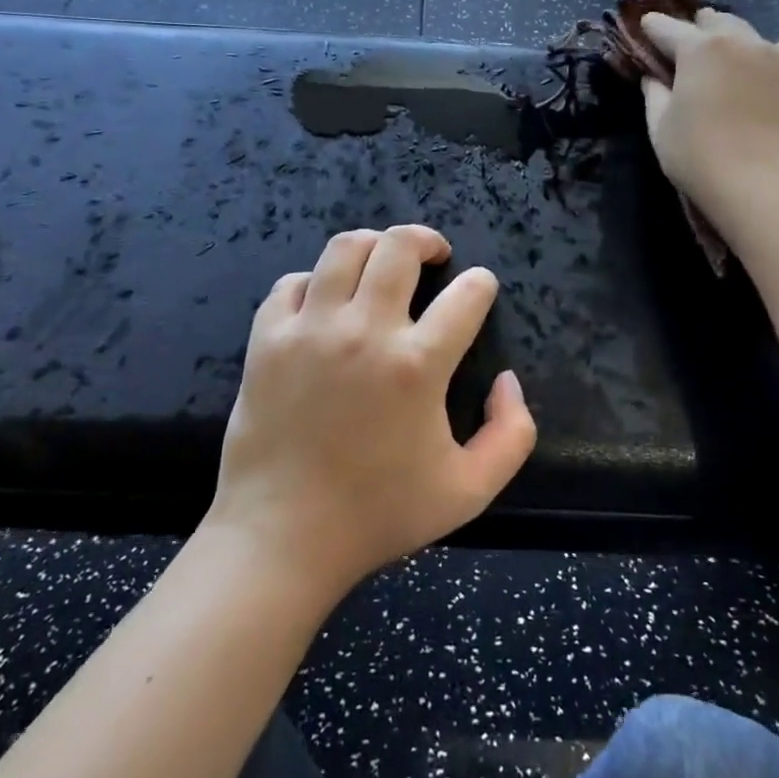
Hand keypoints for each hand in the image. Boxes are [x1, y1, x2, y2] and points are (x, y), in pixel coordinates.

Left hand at [206, 226, 536, 599]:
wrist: (284, 537)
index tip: (480, 288)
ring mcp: (310, 330)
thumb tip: (508, 381)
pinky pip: (291, 284)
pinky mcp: (267, 339)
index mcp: (417, 365)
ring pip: (344, 248)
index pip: (466, 295)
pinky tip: (324, 300)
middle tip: (433, 254)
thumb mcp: (470, 491)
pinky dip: (314, 281)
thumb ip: (512, 434)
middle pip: (399, 247)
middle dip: (426, 240)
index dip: (481, 284)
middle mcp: (365, 331)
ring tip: (381, 260)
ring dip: (372, 244)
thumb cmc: (379, 515)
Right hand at [639, 10, 778, 228]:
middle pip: (721, 21)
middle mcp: (744, 44)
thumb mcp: (661, 128)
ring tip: (748, 59)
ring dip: (754, 42)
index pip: (670, 29)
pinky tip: (775, 93)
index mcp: (701, 49)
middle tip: (692, 40)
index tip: (646, 25)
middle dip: (703, 27)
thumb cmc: (699, 156)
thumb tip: (653, 79)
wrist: (764, 187)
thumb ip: (655, 96)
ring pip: (771, 36)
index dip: (654, 27)